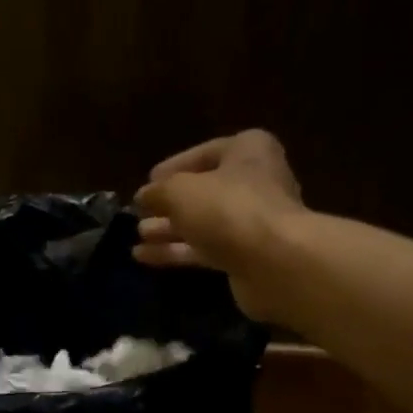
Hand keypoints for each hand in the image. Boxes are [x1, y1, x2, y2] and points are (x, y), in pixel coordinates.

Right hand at [133, 129, 304, 319]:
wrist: (273, 261)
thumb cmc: (227, 209)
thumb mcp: (180, 191)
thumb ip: (157, 191)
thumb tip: (143, 196)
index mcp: (247, 151)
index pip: (204, 153)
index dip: (173, 167)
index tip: (147, 182)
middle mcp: (255, 182)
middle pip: (204, 191)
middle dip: (169, 204)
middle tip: (139, 213)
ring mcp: (251, 222)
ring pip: (202, 223)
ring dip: (169, 230)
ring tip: (138, 237)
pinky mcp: (245, 256)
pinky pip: (205, 250)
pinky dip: (177, 252)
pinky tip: (145, 257)